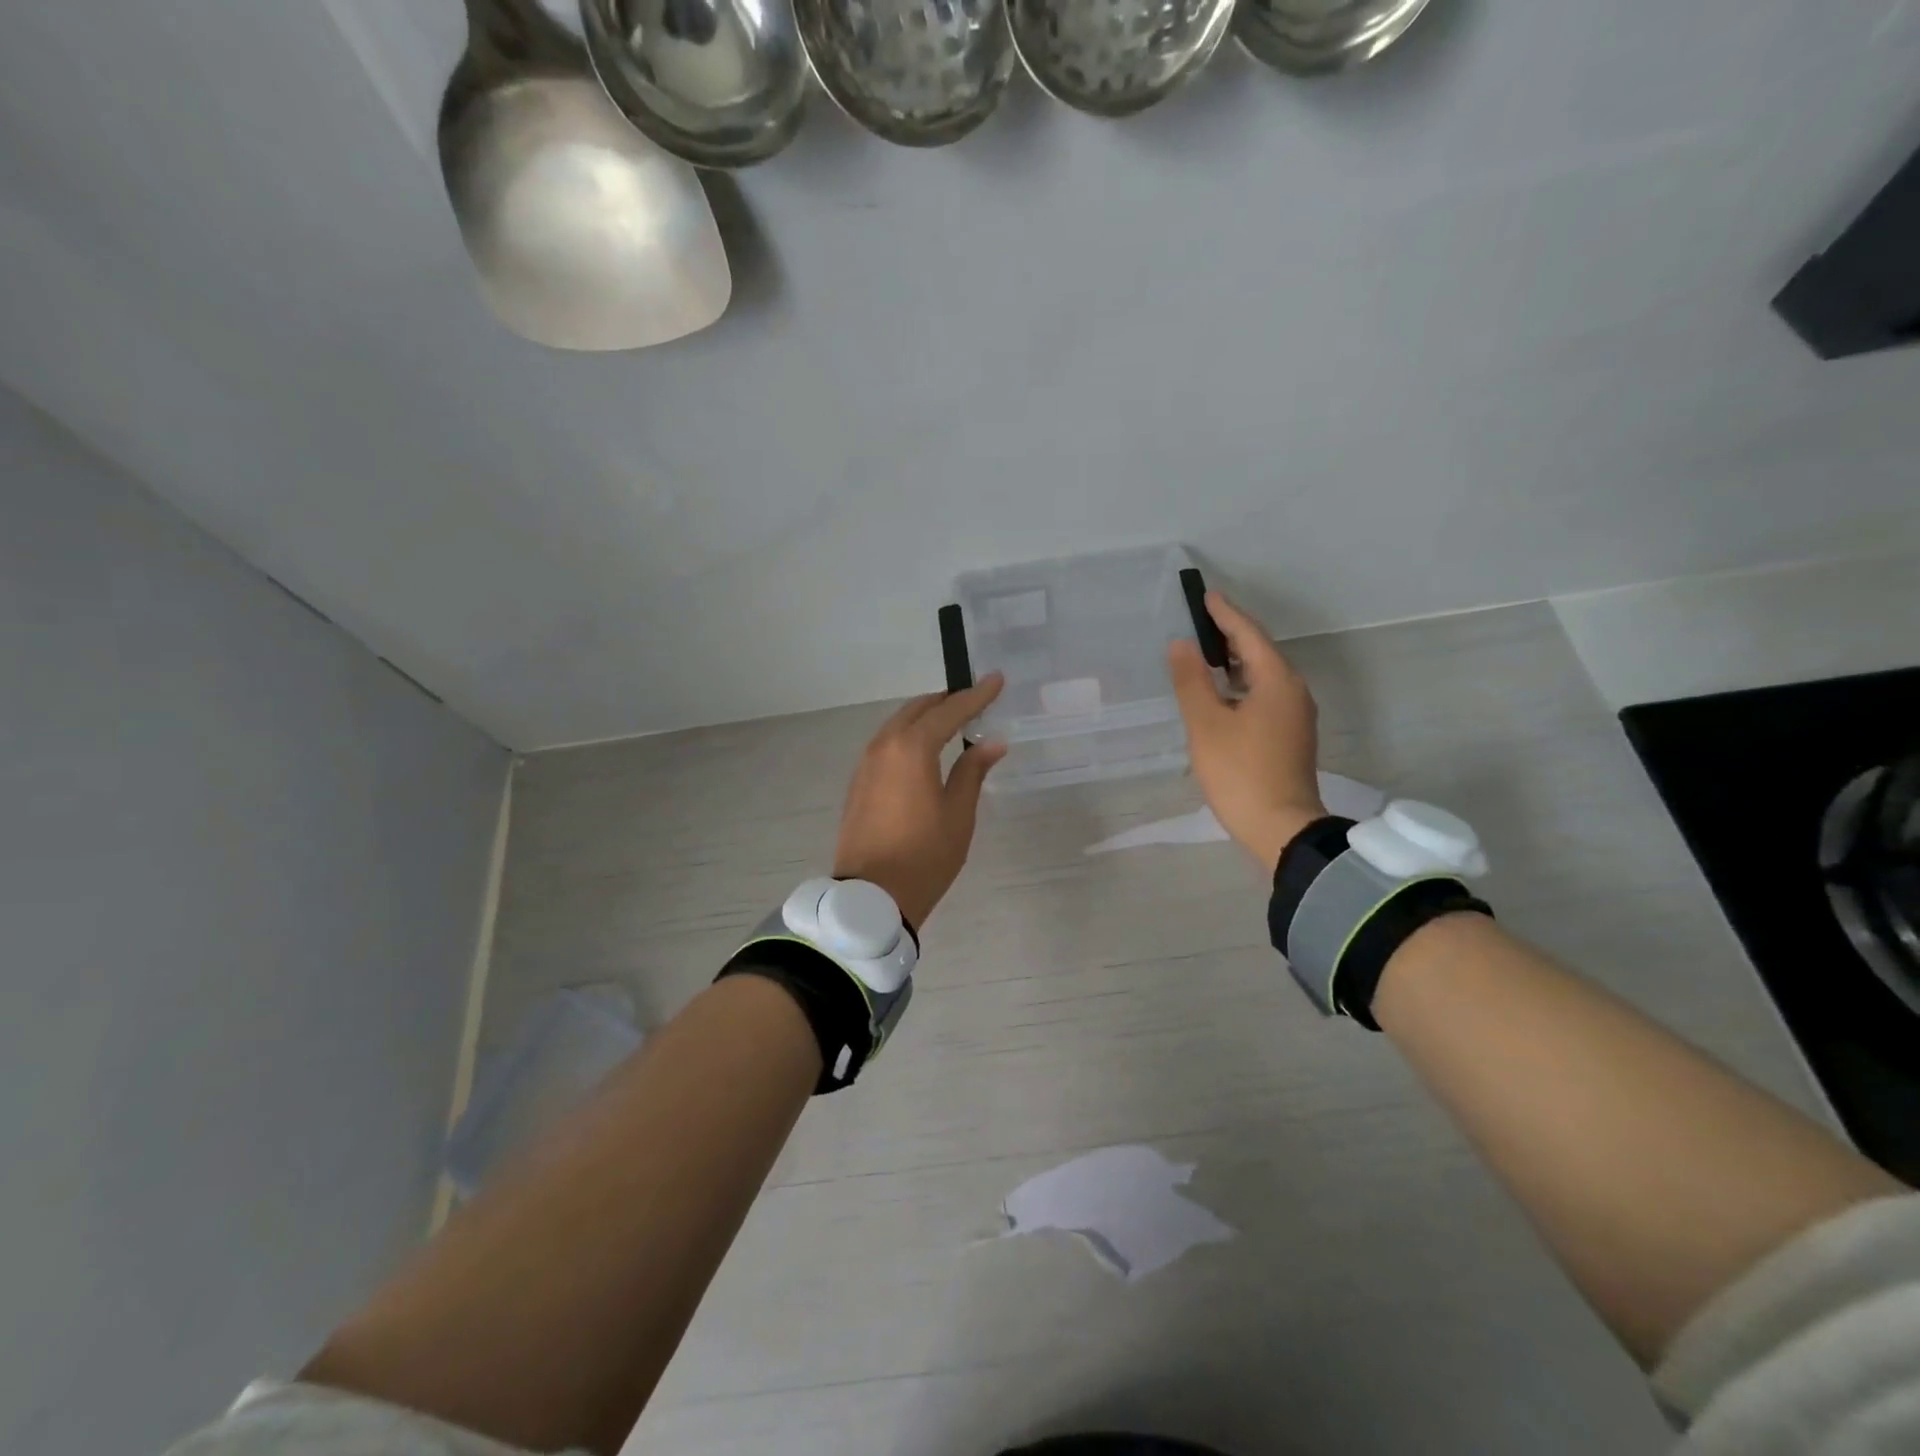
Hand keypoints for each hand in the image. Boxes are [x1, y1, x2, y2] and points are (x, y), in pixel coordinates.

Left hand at [834, 676, 1007, 930]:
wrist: (871, 896)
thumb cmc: (924, 856)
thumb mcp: (958, 814)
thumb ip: (972, 771)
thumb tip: (991, 743)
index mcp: (911, 748)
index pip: (949, 711)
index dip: (976, 696)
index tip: (996, 679)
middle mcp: (884, 745)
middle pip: (919, 710)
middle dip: (948, 702)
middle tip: (976, 702)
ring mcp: (866, 763)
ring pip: (899, 725)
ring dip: (926, 718)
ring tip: (953, 723)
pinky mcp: (859, 782)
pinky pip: (887, 744)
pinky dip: (909, 737)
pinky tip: (925, 751)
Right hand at [1168, 591, 1325, 871]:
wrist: (1281, 828)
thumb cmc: (1240, 773)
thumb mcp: (1206, 725)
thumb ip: (1192, 681)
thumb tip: (1182, 645)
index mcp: (1276, 681)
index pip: (1249, 635)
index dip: (1225, 614)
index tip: (1205, 596)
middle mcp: (1293, 691)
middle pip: (1261, 652)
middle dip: (1231, 635)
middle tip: (1200, 622)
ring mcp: (1296, 716)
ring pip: (1264, 676)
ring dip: (1236, 662)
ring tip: (1206, 655)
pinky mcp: (1291, 736)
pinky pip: (1265, 696)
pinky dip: (1242, 685)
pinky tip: (1222, 695)